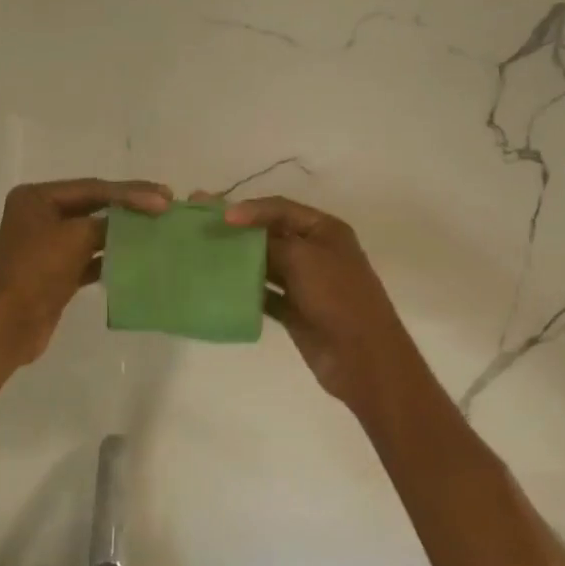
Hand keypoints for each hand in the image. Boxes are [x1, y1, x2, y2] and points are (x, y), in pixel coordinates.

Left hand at [0, 178, 171, 364]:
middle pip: (93, 205)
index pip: (92, 188)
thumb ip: (109, 222)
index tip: (165, 198)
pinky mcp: (56, 271)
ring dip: (123, 232)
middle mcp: (40, 215)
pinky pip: (90, 256)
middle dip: (129, 207)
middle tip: (166, 206)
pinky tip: (138, 257)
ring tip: (157, 229)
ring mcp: (47, 244)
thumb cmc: (36, 272)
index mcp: (36, 197)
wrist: (8, 326)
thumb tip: (138, 218)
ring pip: (93, 231)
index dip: (131, 192)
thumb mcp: (75, 238)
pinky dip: (111, 256)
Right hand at [222, 195, 431, 414]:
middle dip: (238, 231)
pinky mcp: (294, 310)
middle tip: (202, 225)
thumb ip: (268, 241)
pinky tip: (220, 287)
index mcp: (324, 230)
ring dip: (238, 260)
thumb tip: (237, 230)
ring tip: (204, 254)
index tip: (220, 217)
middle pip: (269, 234)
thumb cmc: (337, 296)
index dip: (250, 210)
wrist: (363, 357)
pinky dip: (245, 289)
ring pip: (264, 263)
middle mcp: (314, 251)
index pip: (280, 209)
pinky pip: (264, 293)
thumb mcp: (303, 258)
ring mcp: (304, 282)